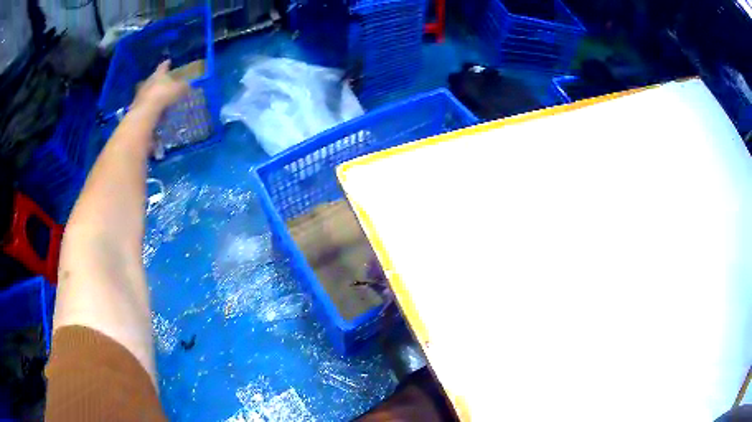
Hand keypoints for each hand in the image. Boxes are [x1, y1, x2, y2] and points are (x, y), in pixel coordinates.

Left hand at [131, 60, 189, 113]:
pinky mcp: (138, 106)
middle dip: (159, 79)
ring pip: (149, 90)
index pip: (163, 66)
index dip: (166, 64)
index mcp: (159, 74)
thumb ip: (183, 87)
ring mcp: (142, 93)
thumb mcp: (179, 89)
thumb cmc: (163, 95)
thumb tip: (188, 85)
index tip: (168, 61)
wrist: (145, 111)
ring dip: (154, 93)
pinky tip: (156, 109)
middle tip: (164, 81)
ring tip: (161, 97)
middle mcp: (149, 81)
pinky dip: (151, 105)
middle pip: (154, 78)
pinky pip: (146, 103)